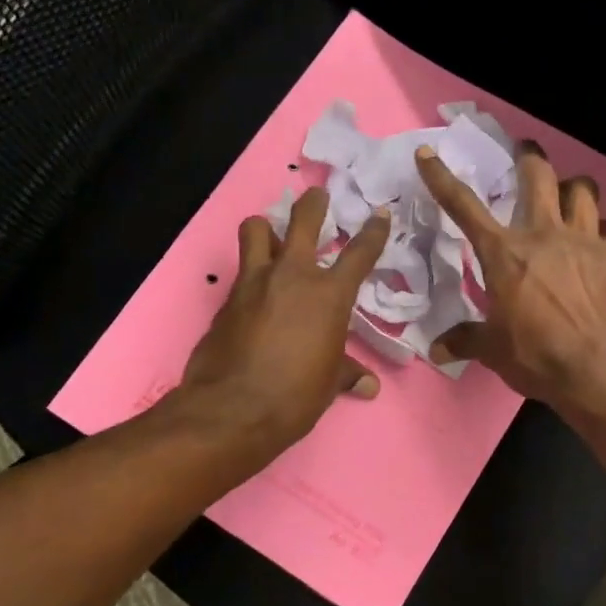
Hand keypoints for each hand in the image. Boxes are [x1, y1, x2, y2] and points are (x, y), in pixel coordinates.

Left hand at [180, 187, 390, 456]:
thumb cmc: (295, 396)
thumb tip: (368, 385)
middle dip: (314, 203)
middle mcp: (292, 276)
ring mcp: (254, 282)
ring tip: (271, 237)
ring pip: (255, 229)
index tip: (379, 215)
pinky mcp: (226, 298)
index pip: (359, 253)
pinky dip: (250, 274)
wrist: (233, 409)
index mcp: (329, 295)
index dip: (373, 231)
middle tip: (318, 196)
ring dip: (265, 228)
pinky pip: (240, 272)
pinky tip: (254, 292)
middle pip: (303, 219)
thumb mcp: (328, 384)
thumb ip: (346, 373)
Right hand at [415, 139, 605, 415]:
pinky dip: (598, 228)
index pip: (464, 207)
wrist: (601, 370)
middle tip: (526, 151)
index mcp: (504, 253)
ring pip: (582, 190)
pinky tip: (596, 242)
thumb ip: (466, 340)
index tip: (428, 154)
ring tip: (568, 192)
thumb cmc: (538, 356)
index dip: (441, 178)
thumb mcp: (494, 351)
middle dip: (529, 156)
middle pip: (538, 176)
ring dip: (572, 186)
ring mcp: (584, 241)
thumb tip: (437, 349)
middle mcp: (543, 235)